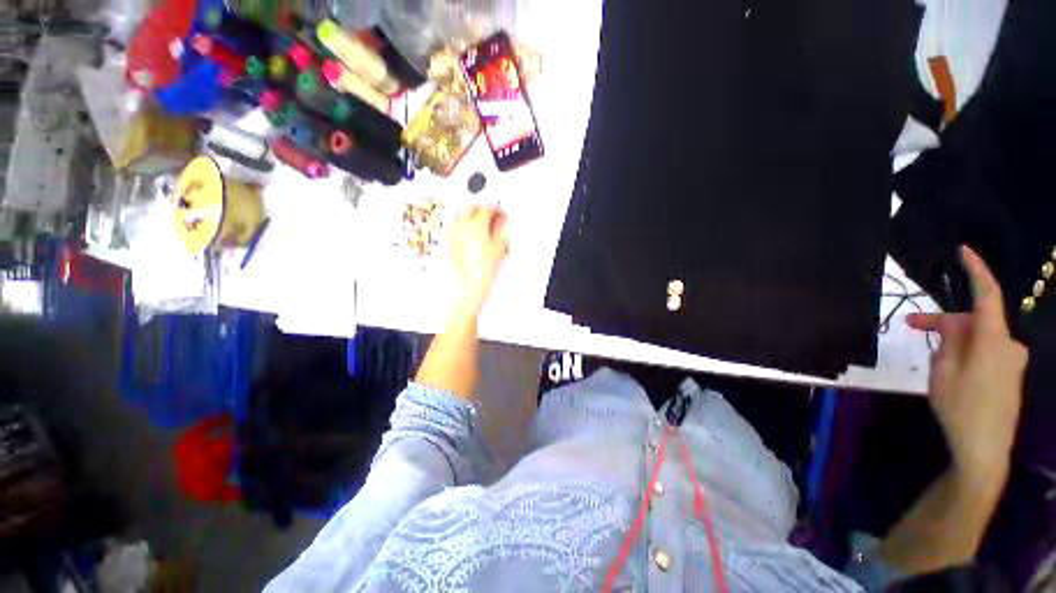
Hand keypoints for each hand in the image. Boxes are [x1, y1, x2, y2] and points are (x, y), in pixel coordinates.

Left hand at [448, 205, 508, 315]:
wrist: (470, 282)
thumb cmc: (483, 268)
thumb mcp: (498, 246)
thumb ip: (500, 229)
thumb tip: (501, 220)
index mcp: (476, 225)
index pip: (486, 208)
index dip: (495, 209)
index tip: (500, 212)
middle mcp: (461, 225)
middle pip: (471, 207)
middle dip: (482, 208)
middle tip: (492, 215)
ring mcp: (453, 232)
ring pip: (462, 214)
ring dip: (472, 215)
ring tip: (482, 224)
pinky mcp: (449, 240)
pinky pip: (457, 225)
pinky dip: (465, 224)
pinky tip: (473, 233)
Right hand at [907, 246, 1027, 487]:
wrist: (984, 449)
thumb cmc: (960, 408)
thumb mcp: (943, 372)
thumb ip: (949, 342)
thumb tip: (952, 325)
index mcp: (994, 340)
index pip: (987, 295)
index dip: (976, 271)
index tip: (963, 252)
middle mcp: (1009, 345)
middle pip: (975, 322)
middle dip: (944, 323)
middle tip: (910, 327)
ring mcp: (1013, 361)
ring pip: (979, 340)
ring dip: (954, 341)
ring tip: (930, 356)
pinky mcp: (1011, 375)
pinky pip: (987, 353)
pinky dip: (966, 353)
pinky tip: (951, 369)